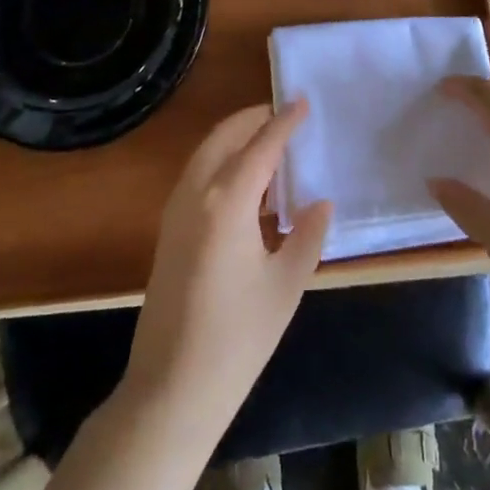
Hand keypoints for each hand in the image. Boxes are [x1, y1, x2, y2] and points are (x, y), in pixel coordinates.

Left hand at [120, 101, 331, 445]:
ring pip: (207, 153)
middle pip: (225, 137)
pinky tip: (247, 184)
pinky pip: (198, 176)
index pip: (260, 146)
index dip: (284, 122)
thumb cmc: (237, 338)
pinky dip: (223, 162)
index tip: (303, 102)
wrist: (171, 388)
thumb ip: (307, 235)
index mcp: (227, 200)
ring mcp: (176, 210)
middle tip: (285, 116)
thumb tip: (320, 202)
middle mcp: (196, 193)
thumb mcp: (286, 286)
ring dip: (236, 139)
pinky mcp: (169, 229)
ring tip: (271, 145)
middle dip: (254, 119)